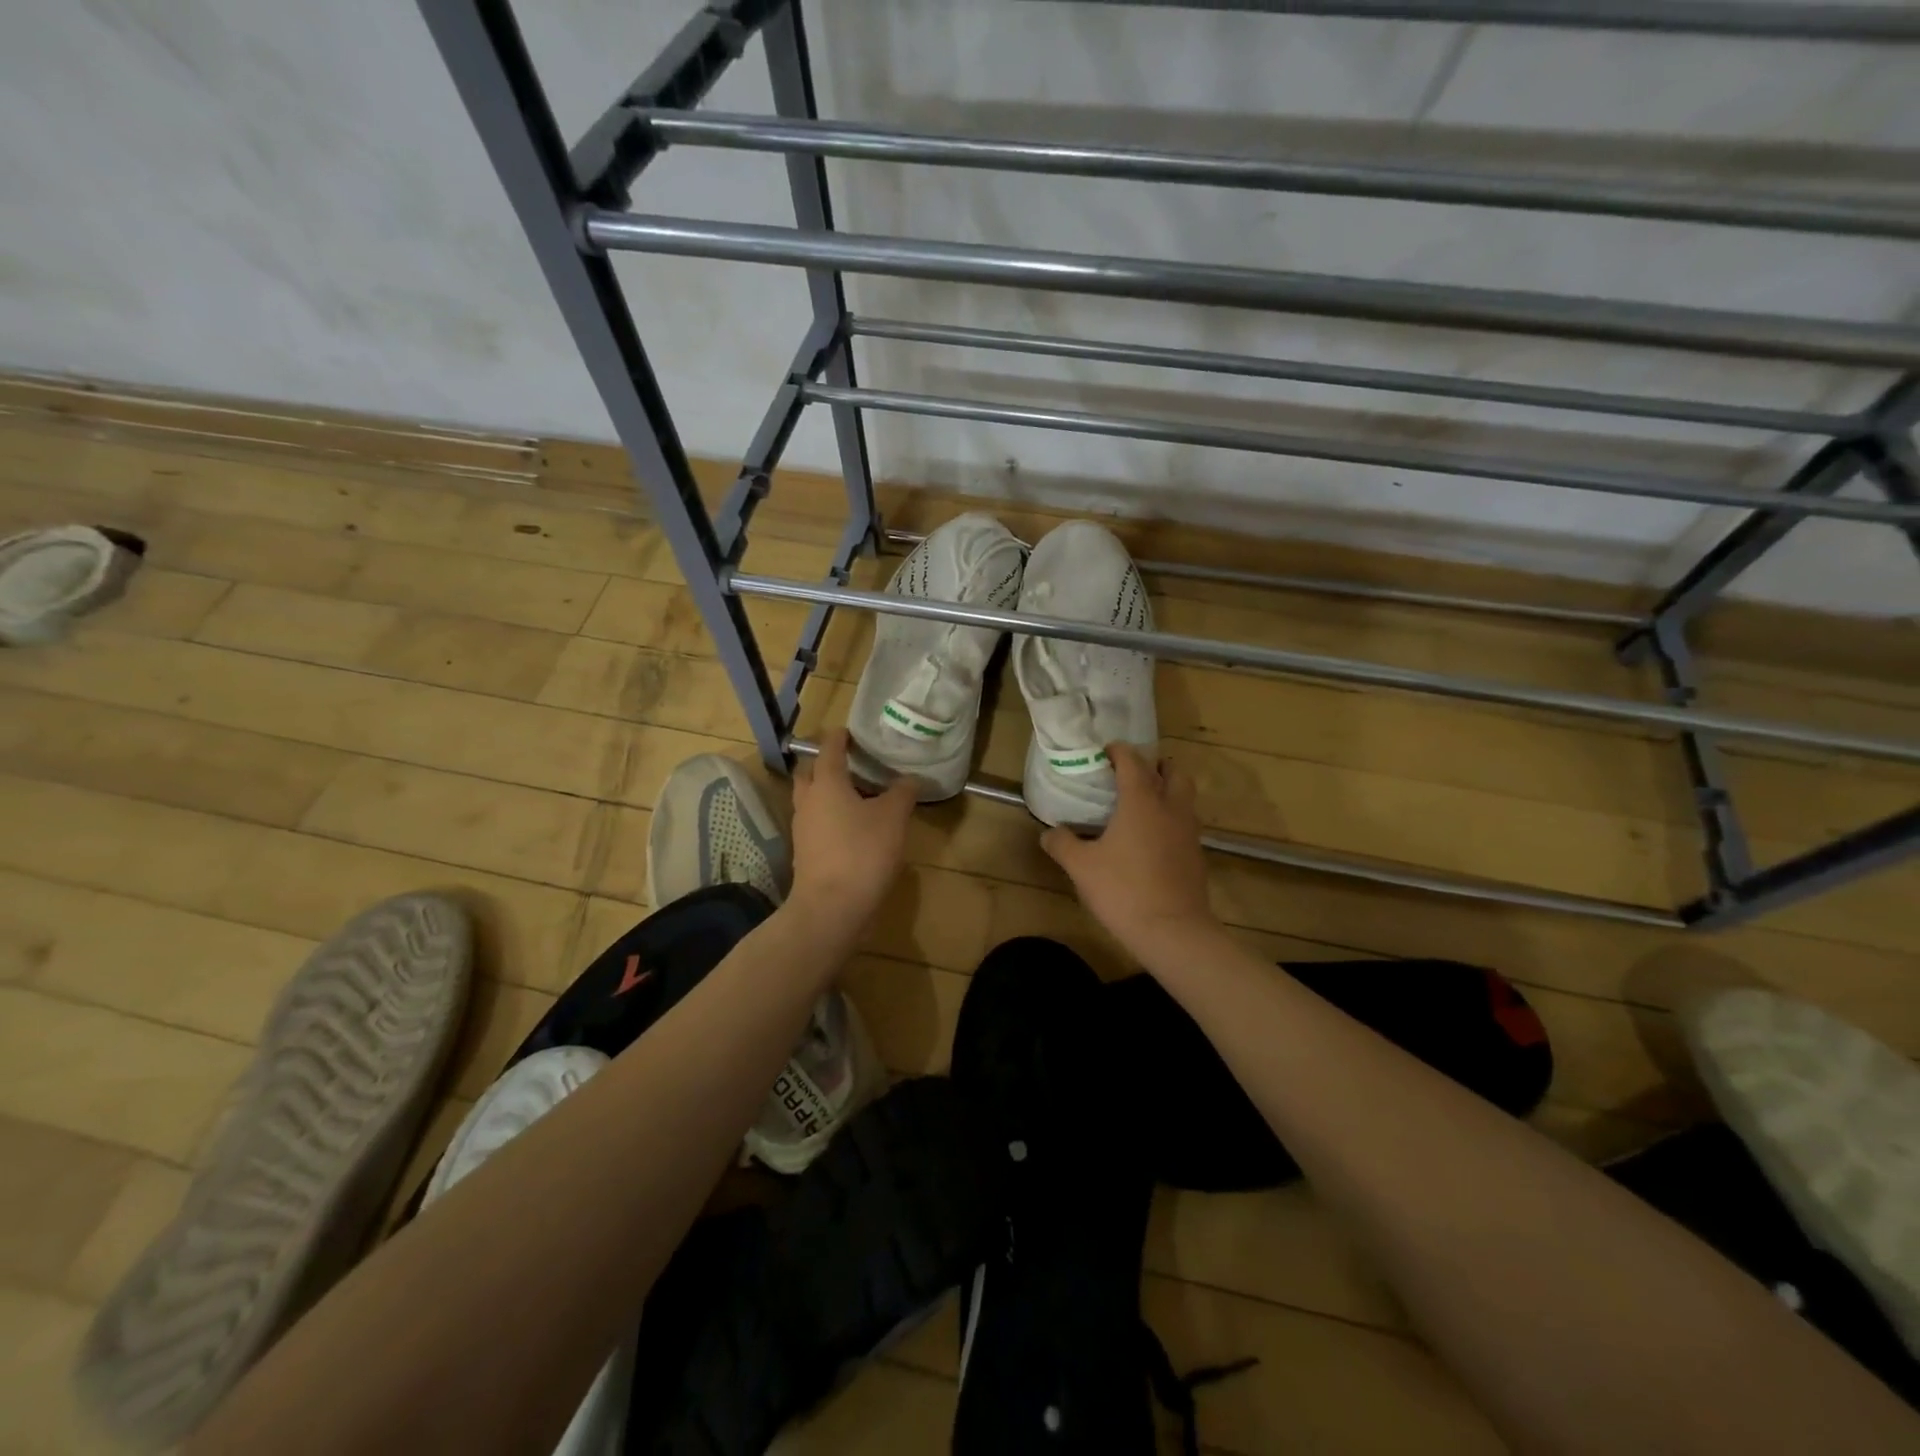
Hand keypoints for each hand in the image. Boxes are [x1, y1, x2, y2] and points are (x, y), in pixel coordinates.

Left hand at [788, 729, 917, 938]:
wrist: (831, 908)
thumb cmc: (862, 852)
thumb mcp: (893, 818)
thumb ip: (902, 793)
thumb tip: (910, 778)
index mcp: (826, 783)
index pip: (829, 749)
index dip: (840, 738)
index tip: (851, 732)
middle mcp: (808, 801)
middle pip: (811, 773)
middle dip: (827, 764)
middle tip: (852, 764)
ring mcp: (803, 829)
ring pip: (812, 800)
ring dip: (829, 793)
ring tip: (858, 795)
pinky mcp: (805, 853)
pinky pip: (817, 824)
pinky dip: (831, 818)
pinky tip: (854, 828)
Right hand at [1041, 743, 1218, 956]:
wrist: (1173, 931)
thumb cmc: (1123, 890)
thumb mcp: (1081, 867)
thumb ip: (1062, 844)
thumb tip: (1048, 833)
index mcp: (1142, 801)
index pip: (1133, 761)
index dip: (1119, 751)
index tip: (1106, 751)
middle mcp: (1170, 808)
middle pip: (1173, 772)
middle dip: (1154, 766)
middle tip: (1132, 775)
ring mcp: (1189, 831)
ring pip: (1184, 796)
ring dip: (1167, 791)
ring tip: (1142, 804)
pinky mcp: (1196, 855)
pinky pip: (1185, 823)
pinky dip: (1171, 818)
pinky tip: (1152, 837)